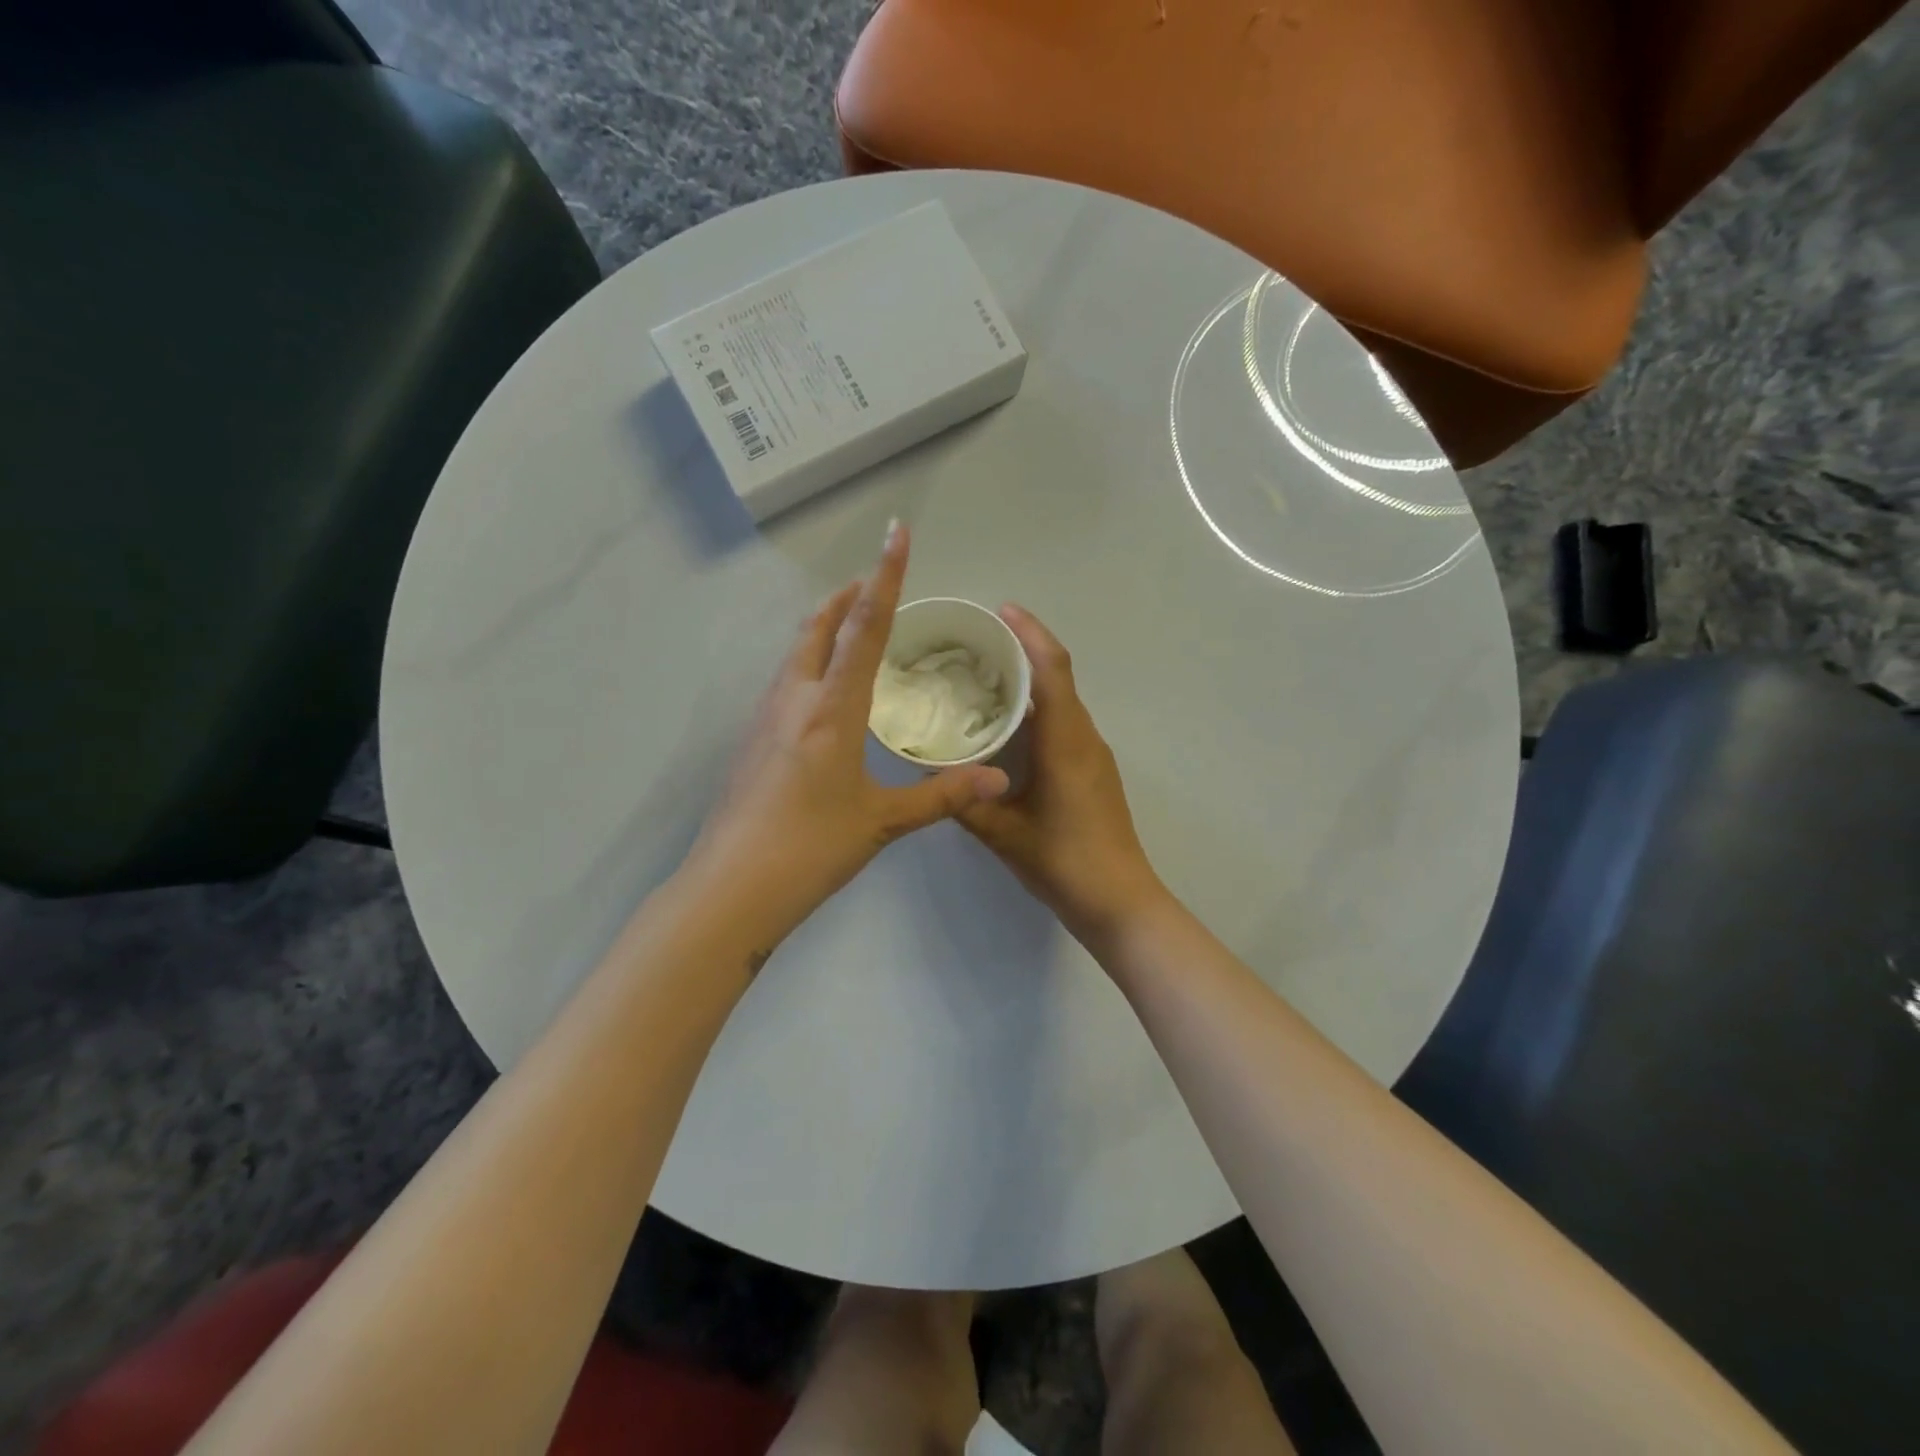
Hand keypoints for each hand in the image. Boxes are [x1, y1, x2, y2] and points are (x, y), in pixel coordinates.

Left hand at [683, 520, 1010, 946]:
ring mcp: (764, 718)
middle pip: (818, 627)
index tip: (895, 533)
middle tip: (874, 582)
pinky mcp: (751, 740)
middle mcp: (793, 699)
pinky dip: (809, 663)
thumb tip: (998, 778)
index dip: (885, 577)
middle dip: (847, 596)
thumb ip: (942, 793)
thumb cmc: (811, 848)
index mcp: (831, 709)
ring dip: (824, 628)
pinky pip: (785, 681)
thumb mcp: (882, 820)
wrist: (732, 887)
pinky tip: (822, 690)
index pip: (864, 627)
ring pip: (796, 653)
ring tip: (852, 626)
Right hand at [957, 606, 1167, 945]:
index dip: (1030, 633)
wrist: (1120, 902)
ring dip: (1030, 682)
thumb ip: (964, 800)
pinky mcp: (1093, 772)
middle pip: (1058, 676)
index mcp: (1065, 741)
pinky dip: (1037, 711)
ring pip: (1061, 701)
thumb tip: (929, 772)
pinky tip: (1006, 728)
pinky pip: (1064, 724)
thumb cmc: (1063, 862)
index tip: (1001, 610)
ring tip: (983, 678)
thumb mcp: (1003, 833)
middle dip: (1023, 650)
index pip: (1051, 669)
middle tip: (976, 643)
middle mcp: (1084, 737)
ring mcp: (1093, 754)